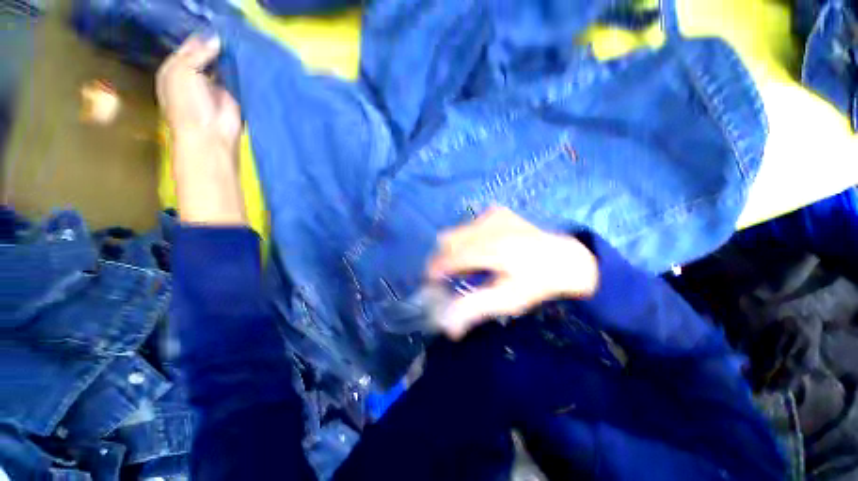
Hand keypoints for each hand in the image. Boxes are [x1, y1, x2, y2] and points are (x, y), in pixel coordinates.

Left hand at [156, 36, 245, 225]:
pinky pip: (239, 78)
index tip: (217, 24)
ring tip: (244, 40)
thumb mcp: (182, 72)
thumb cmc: (187, 104)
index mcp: (177, 68)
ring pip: (225, 64)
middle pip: (209, 53)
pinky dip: (243, 70)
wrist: (210, 134)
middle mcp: (197, 74)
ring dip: (232, 56)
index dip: (201, 35)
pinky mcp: (235, 94)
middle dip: (218, 43)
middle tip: (234, 30)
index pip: (189, 45)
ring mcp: (217, 85)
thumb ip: (196, 53)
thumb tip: (216, 38)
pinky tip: (251, 59)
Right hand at [427, 207, 598, 338]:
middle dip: (440, 259)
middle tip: (446, 277)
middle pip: (447, 240)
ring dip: (452, 250)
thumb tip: (446, 327)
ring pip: (455, 232)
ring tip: (463, 266)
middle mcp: (490, 226)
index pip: (451, 257)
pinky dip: (465, 241)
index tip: (431, 284)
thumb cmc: (538, 283)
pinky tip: (479, 251)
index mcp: (494, 249)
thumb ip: (474, 309)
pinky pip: (468, 227)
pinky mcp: (496, 212)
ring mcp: (493, 216)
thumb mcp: (509, 301)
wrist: (565, 258)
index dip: (435, 270)